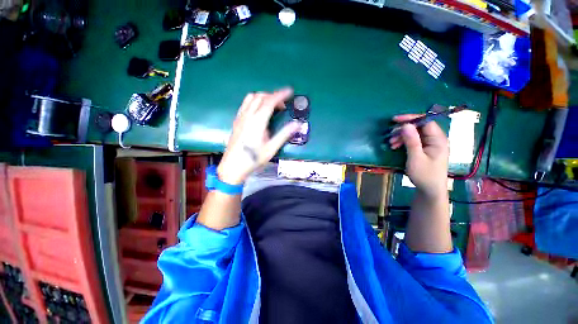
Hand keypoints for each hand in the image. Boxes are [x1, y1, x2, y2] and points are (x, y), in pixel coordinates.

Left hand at [217, 88, 301, 184]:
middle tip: (282, 106)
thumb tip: (297, 124)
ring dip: (262, 97)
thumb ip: (284, 134)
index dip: (281, 95)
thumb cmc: (253, 159)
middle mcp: (248, 115)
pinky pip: (245, 104)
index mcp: (258, 121)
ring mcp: (240, 117)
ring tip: (271, 107)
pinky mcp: (236, 121)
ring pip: (251, 98)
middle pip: (260, 96)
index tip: (290, 92)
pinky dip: (254, 102)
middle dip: (273, 96)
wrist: (233, 166)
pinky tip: (258, 112)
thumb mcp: (271, 148)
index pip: (270, 101)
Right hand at [389, 115, 448, 198]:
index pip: (425, 121)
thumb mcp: (416, 157)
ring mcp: (430, 144)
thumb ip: (412, 141)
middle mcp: (435, 139)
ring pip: (414, 134)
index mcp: (438, 139)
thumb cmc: (424, 174)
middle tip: (390, 136)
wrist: (430, 190)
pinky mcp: (425, 149)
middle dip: (403, 130)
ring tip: (391, 144)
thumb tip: (406, 125)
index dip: (410, 118)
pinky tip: (395, 146)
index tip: (395, 120)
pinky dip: (403, 142)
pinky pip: (414, 141)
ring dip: (401, 137)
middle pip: (419, 127)